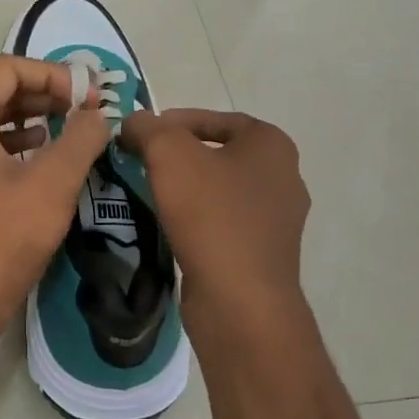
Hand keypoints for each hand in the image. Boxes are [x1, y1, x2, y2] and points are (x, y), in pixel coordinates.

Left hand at [0, 55, 111, 344]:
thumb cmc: (2, 240)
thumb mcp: (52, 184)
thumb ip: (80, 139)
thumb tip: (99, 114)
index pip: (7, 69)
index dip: (52, 73)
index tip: (88, 96)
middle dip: (45, 94)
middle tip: (86, 109)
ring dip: (33, 119)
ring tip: (71, 129)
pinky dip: (16, 145)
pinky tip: (43, 158)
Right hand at [118, 109, 310, 335]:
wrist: (240, 300)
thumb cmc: (211, 215)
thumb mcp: (169, 154)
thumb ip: (148, 128)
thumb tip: (134, 123)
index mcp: (272, 146)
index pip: (217, 118)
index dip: (175, 120)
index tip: (142, 134)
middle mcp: (284, 178)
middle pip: (218, 154)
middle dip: (178, 156)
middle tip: (141, 161)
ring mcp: (277, 220)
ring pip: (220, 190)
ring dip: (186, 188)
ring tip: (149, 192)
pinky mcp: (263, 254)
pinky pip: (223, 223)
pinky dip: (196, 219)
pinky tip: (170, 226)